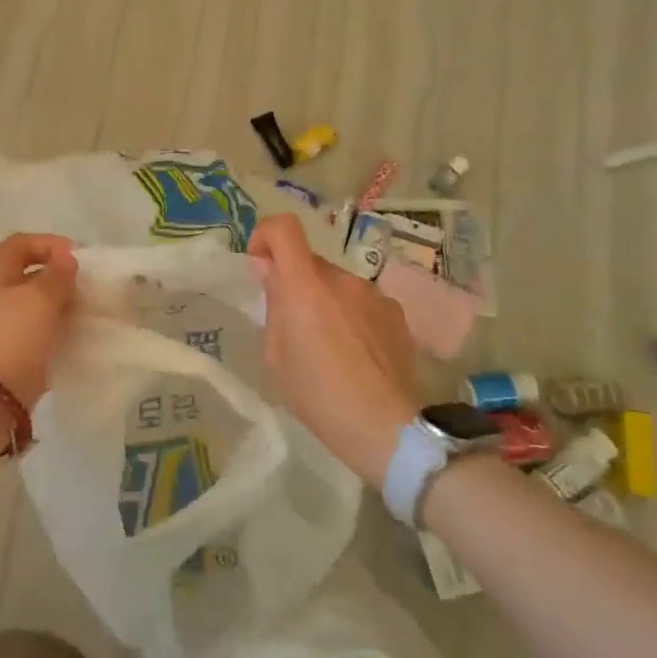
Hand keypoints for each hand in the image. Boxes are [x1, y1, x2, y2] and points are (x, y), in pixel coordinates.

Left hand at [0, 232, 78, 413]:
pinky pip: (34, 343)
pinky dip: (53, 342)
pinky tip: (74, 348)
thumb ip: (56, 277)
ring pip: (32, 313)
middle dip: (59, 283)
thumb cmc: (7, 338)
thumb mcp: (39, 299)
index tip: (79, 260)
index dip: (50, 244)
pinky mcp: (4, 364)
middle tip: (89, 293)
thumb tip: (65, 258)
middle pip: (26, 279)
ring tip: (87, 321)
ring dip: (59, 313)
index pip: (21, 244)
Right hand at [250, 214, 418, 489]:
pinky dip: (352, 316)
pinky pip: (362, 302)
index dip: (266, 235)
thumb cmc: (319, 396)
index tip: (261, 265)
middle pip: (309, 263)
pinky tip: (357, 355)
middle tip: (294, 327)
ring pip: (337, 285)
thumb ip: (273, 304)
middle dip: (296, 284)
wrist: (387, 429)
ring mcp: (373, 294)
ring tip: (330, 348)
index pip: (284, 228)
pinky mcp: (396, 313)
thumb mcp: (277, 355)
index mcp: (305, 286)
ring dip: (326, 302)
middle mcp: (341, 279)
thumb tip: (270, 270)